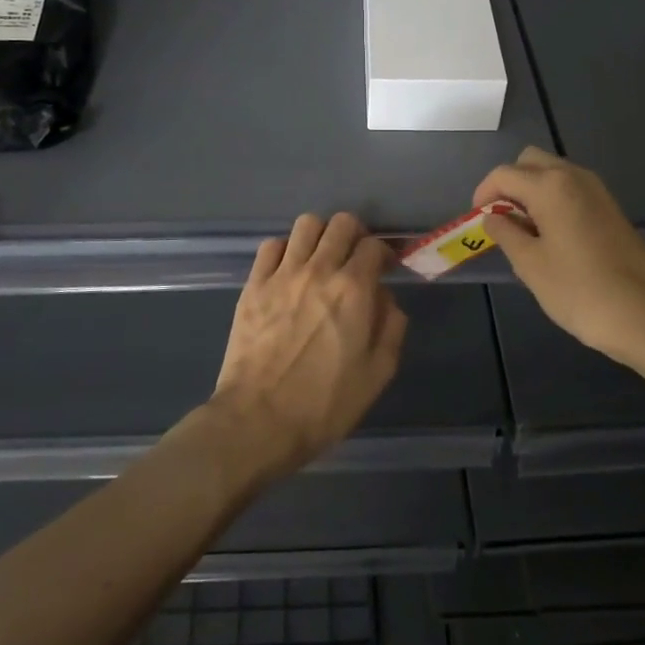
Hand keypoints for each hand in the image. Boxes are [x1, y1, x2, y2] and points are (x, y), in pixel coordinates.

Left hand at [207, 213, 406, 479]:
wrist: (258, 421)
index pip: (374, 245)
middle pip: (342, 223)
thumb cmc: (324, 404)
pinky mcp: (253, 285)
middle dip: (355, 235)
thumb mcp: (377, 373)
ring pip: (306, 224)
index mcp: (353, 289)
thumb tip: (385, 297)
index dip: (384, 253)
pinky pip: (271, 246)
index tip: (384, 268)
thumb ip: (391, 326)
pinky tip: (288, 271)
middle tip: (354, 258)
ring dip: (320, 236)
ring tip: (321, 258)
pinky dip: (285, 250)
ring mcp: (282, 274)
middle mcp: (319, 270)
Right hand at [475, 147, 644, 372]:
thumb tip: (493, 216)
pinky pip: (572, 190)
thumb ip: (506, 233)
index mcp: (550, 186)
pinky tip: (551, 237)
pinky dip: (553, 201)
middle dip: (509, 184)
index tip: (476, 219)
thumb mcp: (530, 265)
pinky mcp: (611, 209)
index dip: (483, 193)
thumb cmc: (580, 291)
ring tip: (523, 231)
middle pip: (531, 162)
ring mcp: (597, 191)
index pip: (504, 174)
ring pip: (553, 174)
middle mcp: (575, 177)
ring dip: (532, 191)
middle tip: (500, 218)